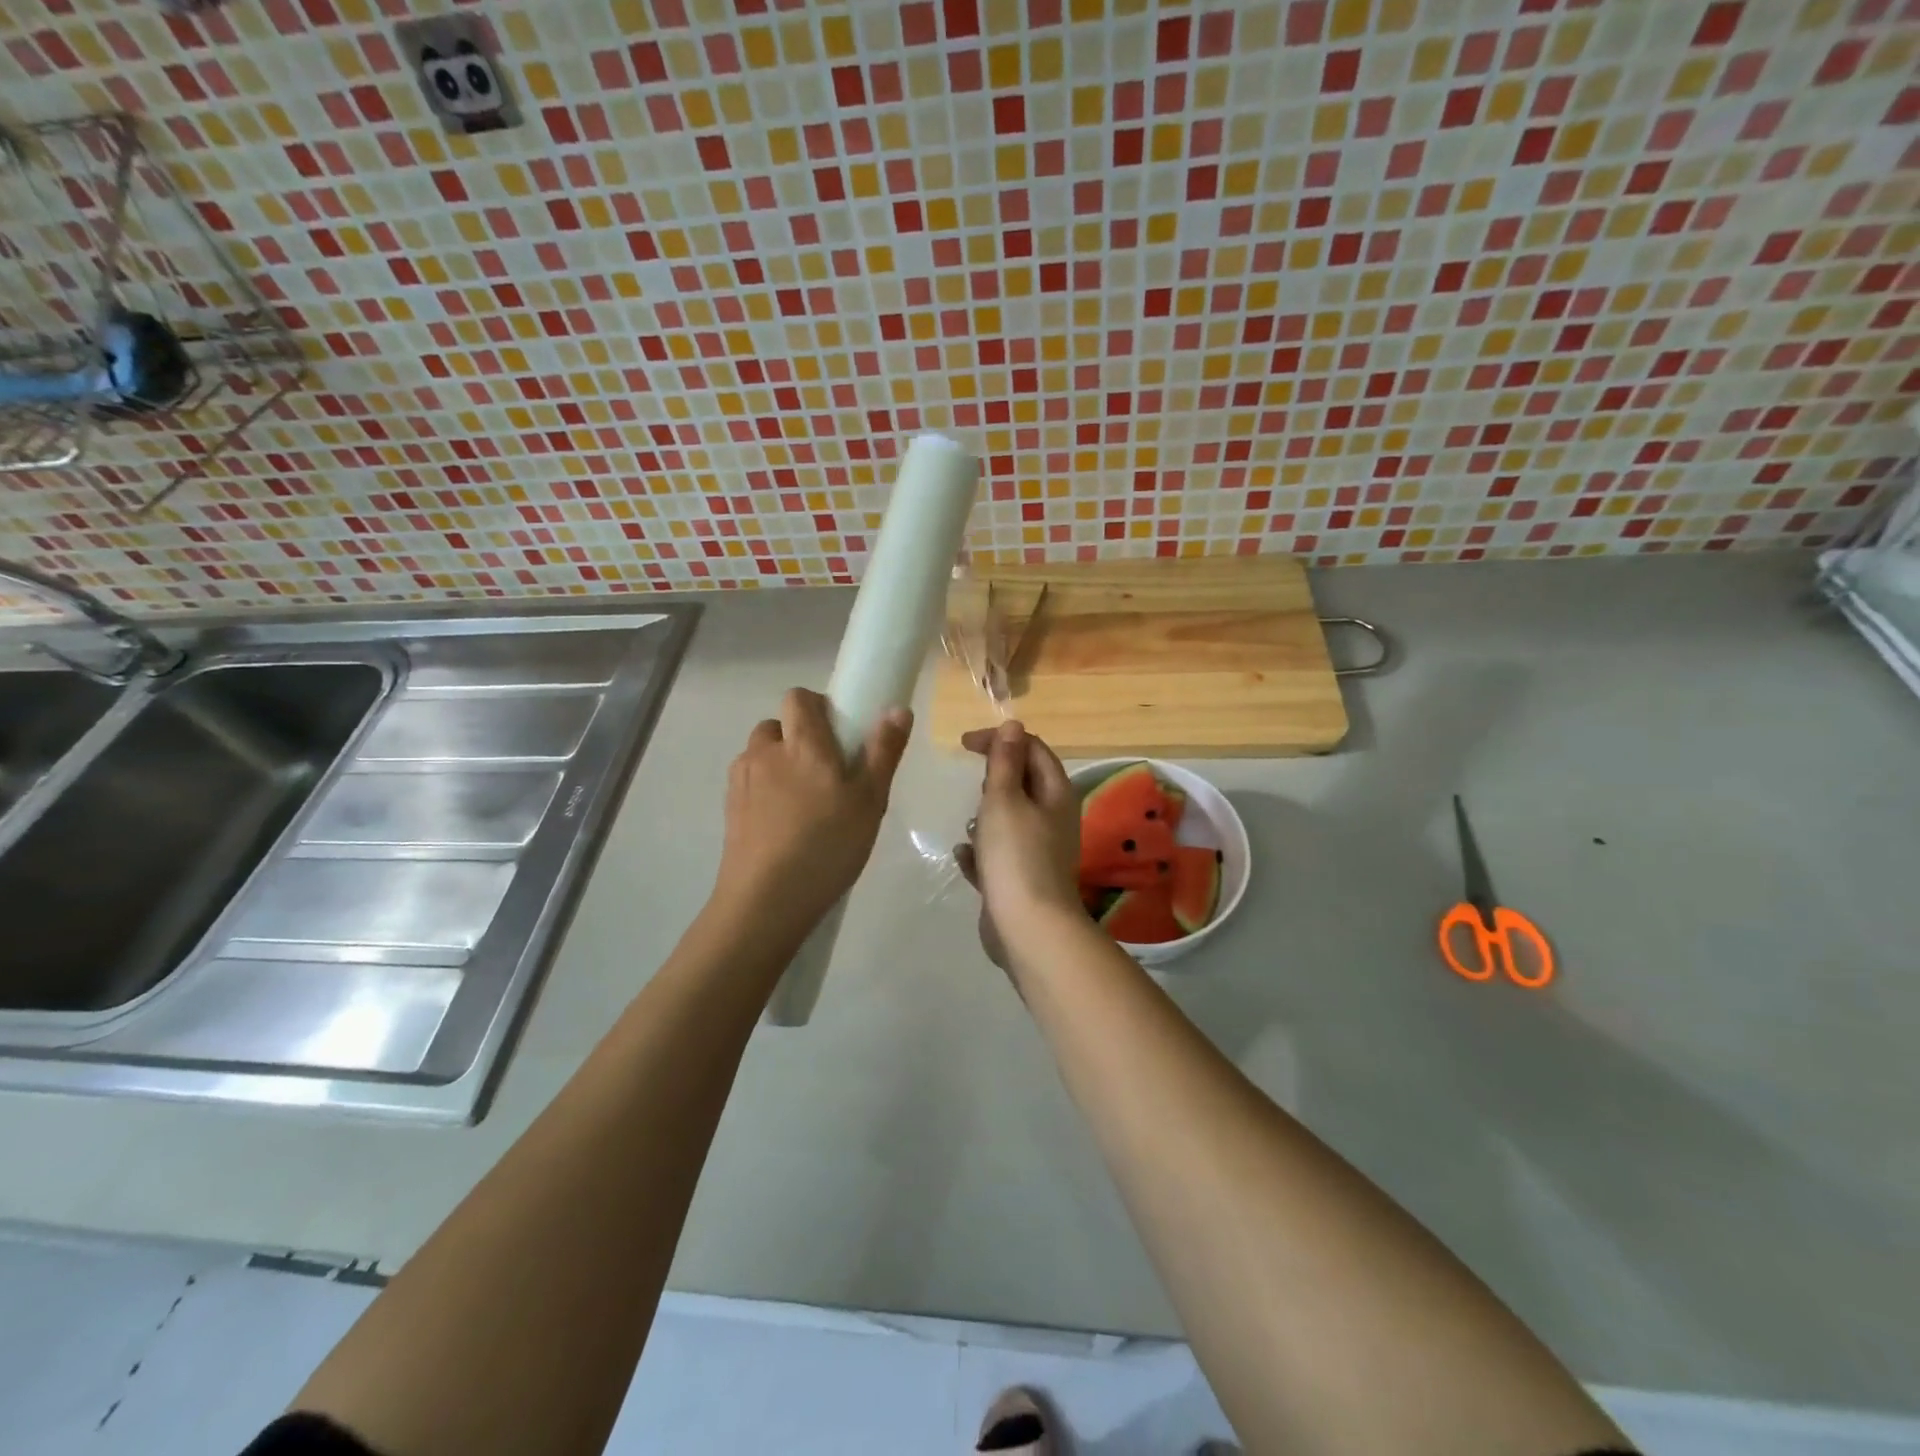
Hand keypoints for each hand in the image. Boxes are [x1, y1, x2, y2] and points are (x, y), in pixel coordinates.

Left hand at [716, 688, 911, 934]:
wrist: (766, 900)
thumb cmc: (827, 846)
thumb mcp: (870, 802)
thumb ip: (883, 752)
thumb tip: (896, 708)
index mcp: (802, 744)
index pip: (798, 698)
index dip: (817, 707)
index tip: (839, 735)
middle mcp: (765, 752)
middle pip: (777, 725)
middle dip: (798, 738)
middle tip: (826, 775)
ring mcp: (741, 781)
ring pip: (761, 755)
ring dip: (779, 764)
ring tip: (803, 804)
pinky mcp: (728, 808)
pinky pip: (749, 783)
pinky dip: (764, 791)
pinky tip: (782, 826)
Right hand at [955, 721, 1081, 968]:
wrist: (1028, 927)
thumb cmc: (1015, 854)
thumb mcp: (1004, 799)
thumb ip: (1005, 761)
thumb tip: (1013, 725)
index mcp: (1056, 794)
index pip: (1032, 749)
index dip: (1001, 739)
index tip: (964, 744)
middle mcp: (1053, 819)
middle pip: (1023, 784)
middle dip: (994, 781)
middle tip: (976, 789)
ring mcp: (1039, 851)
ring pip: (1009, 821)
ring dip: (986, 818)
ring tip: (970, 826)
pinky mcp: (1022, 879)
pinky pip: (998, 855)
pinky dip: (981, 853)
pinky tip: (965, 858)